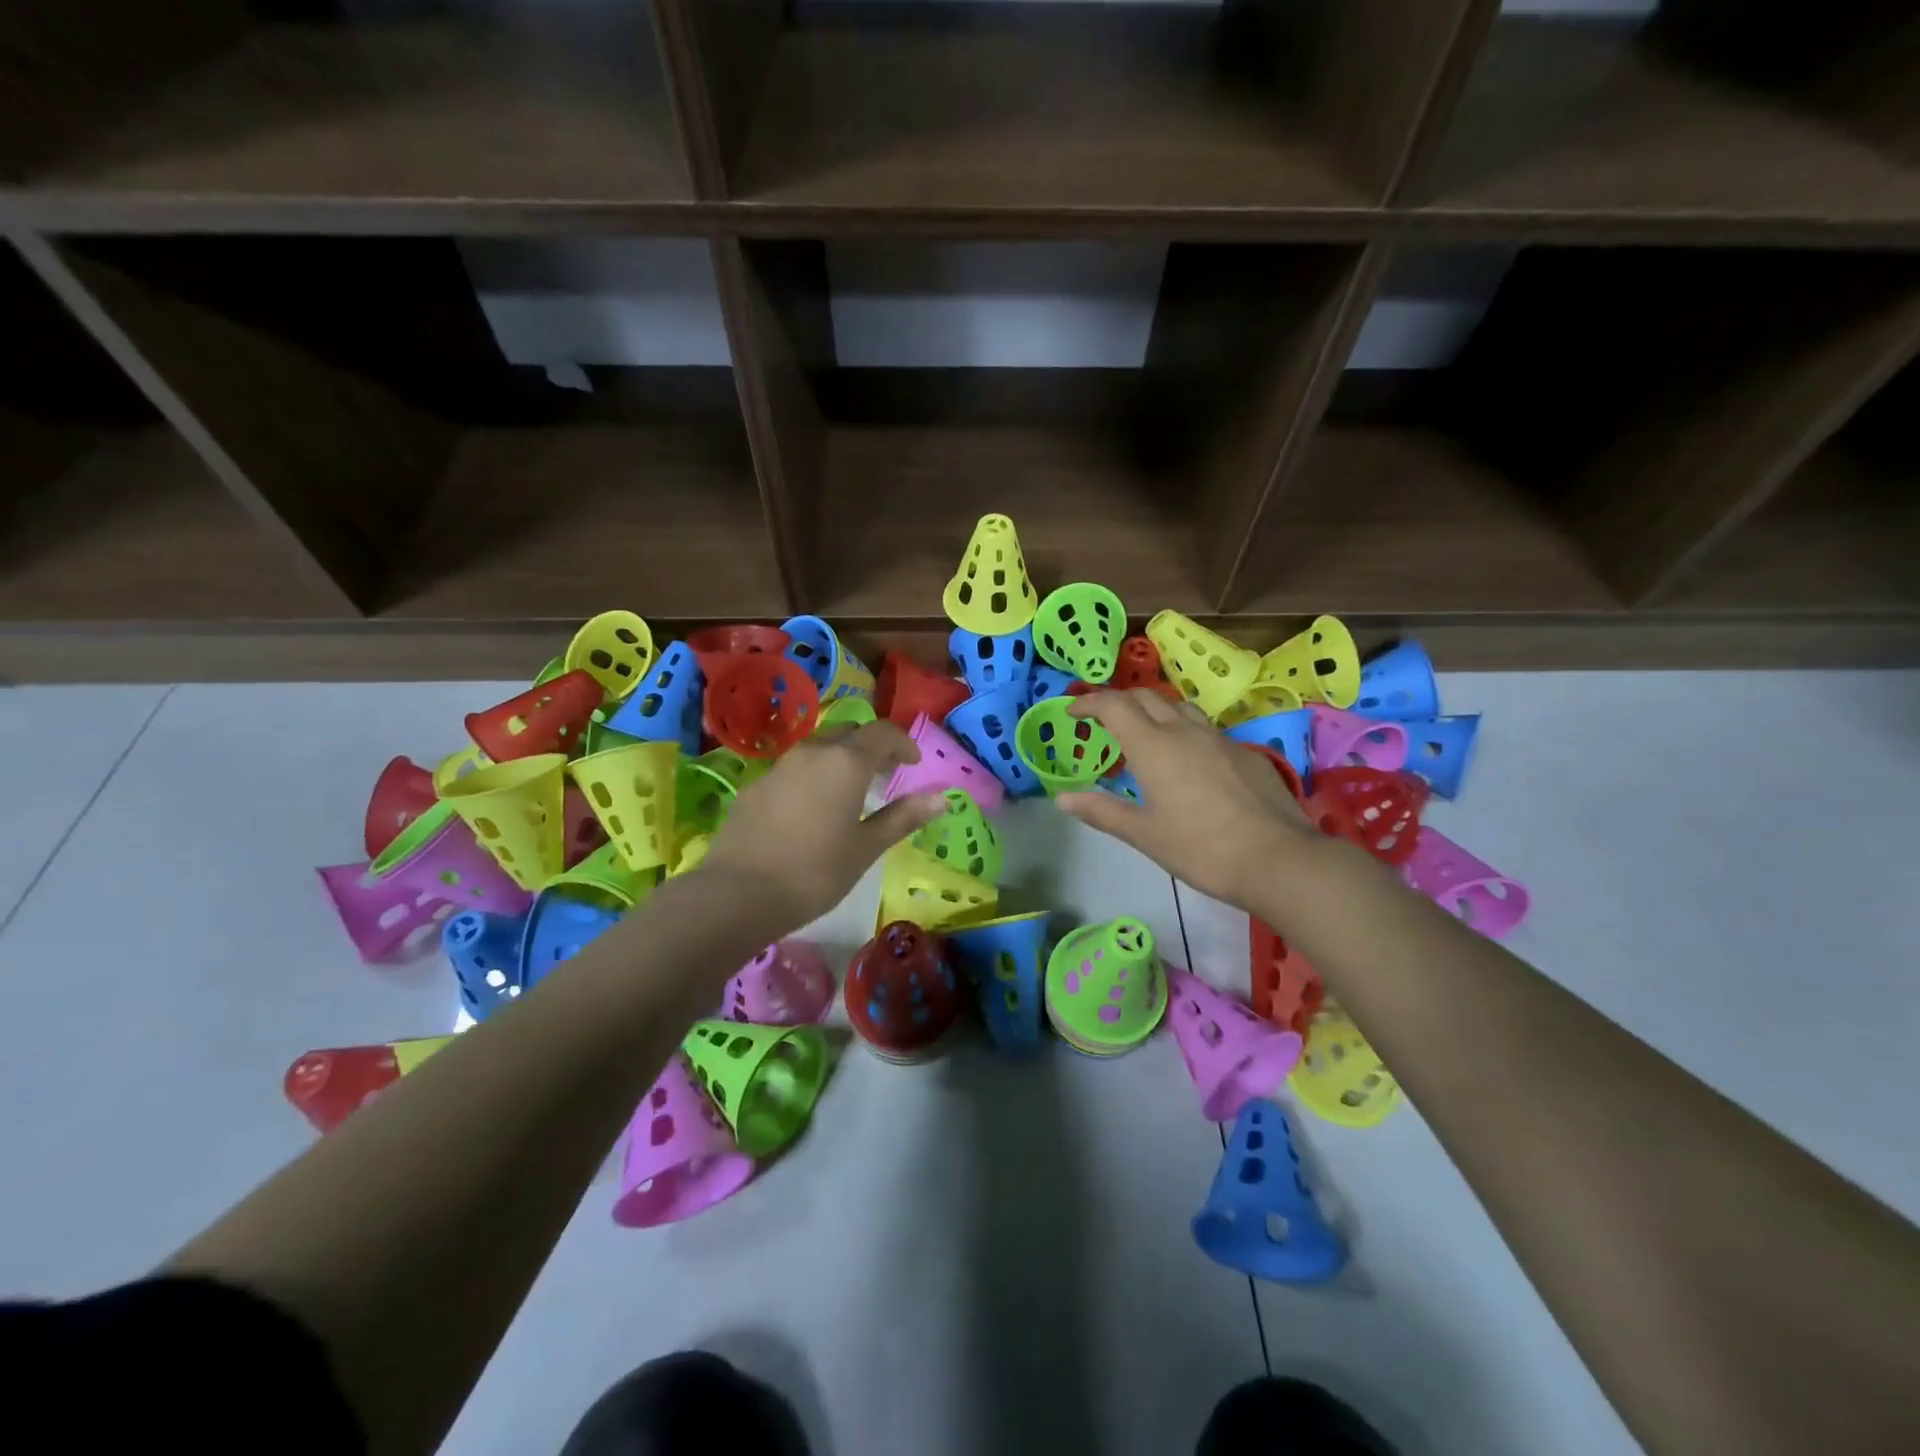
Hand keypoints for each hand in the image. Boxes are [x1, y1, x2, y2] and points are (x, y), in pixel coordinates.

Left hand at [694, 720, 945, 931]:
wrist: (737, 894)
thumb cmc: (814, 872)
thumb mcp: (866, 848)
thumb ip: (903, 817)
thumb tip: (941, 798)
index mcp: (845, 762)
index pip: (882, 733)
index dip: (903, 743)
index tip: (914, 764)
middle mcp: (812, 753)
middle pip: (849, 732)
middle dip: (872, 746)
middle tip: (886, 774)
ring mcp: (779, 767)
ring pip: (818, 748)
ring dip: (841, 758)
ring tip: (851, 791)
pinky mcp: (755, 787)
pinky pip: (794, 769)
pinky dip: (813, 776)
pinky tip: (812, 810)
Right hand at [1056, 689, 1322, 912]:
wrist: (1278, 859)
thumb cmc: (1201, 848)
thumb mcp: (1144, 834)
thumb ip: (1102, 811)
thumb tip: (1062, 797)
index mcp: (1153, 746)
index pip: (1114, 706)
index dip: (1089, 703)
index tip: (1073, 712)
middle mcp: (1185, 731)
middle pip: (1146, 697)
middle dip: (1119, 701)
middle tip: (1103, 720)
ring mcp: (1220, 739)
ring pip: (1180, 707)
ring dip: (1154, 710)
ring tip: (1144, 734)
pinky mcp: (1245, 753)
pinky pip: (1206, 729)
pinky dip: (1184, 731)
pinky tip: (1188, 762)